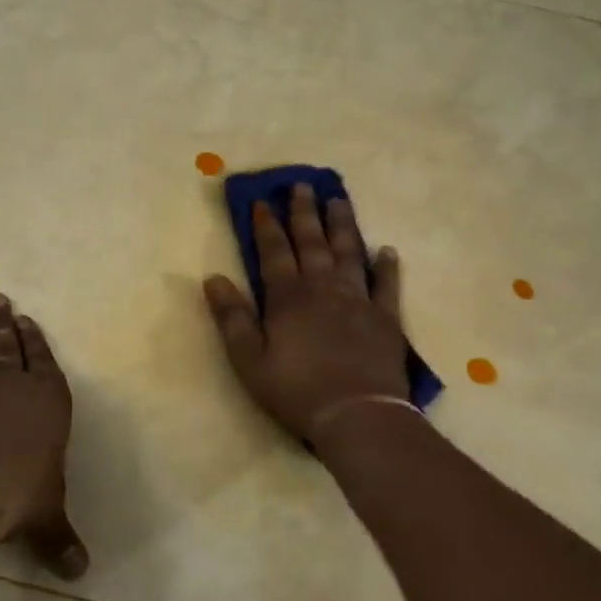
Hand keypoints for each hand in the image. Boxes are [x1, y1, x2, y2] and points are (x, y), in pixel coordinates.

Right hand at [203, 183, 408, 444]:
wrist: (358, 415)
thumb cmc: (296, 390)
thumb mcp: (249, 359)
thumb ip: (232, 318)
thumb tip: (213, 278)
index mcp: (288, 297)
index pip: (273, 252)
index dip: (267, 226)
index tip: (263, 202)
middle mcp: (323, 288)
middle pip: (312, 243)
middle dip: (304, 213)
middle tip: (303, 185)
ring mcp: (358, 300)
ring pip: (349, 252)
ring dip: (343, 225)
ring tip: (339, 201)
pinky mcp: (386, 318)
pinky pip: (387, 284)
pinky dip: (387, 266)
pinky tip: (387, 250)